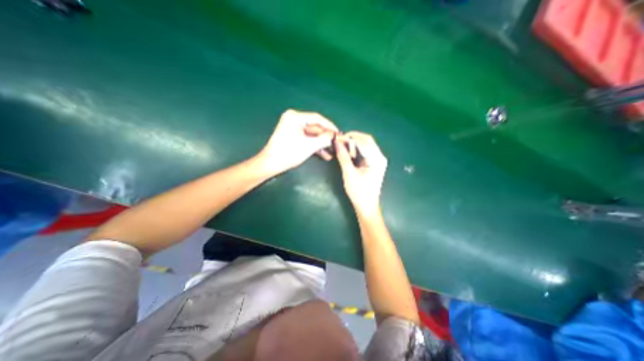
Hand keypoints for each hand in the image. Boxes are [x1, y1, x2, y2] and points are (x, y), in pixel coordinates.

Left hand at [257, 109, 337, 176]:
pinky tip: (325, 154)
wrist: (271, 164)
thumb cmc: (289, 153)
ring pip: (312, 135)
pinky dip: (315, 146)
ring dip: (322, 144)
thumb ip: (324, 139)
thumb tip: (336, 136)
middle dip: (326, 137)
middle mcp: (294, 119)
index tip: (339, 133)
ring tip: (333, 151)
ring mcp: (293, 128)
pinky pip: (307, 139)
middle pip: (315, 127)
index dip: (330, 126)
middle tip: (338, 143)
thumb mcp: (309, 146)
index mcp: (295, 117)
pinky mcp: (293, 136)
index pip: (317, 118)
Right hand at [338, 132, 386, 216]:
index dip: (349, 137)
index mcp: (376, 159)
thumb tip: (336, 142)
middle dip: (353, 138)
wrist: (367, 206)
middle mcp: (380, 157)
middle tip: (340, 141)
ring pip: (366, 144)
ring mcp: (379, 160)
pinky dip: (357, 150)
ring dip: (354, 143)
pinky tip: (349, 153)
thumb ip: (343, 156)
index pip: (363, 141)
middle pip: (367, 140)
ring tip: (342, 146)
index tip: (337, 138)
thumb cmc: (359, 192)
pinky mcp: (375, 164)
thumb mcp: (349, 173)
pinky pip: (366, 151)